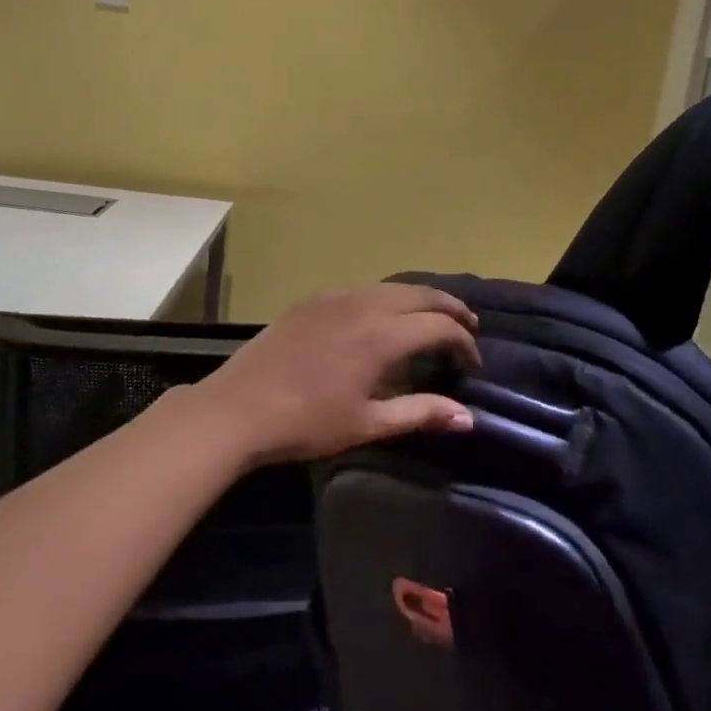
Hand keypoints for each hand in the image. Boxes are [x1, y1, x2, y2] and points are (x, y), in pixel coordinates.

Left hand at [187, 283, 480, 467]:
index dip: (463, 342)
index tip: (472, 362)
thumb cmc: (306, 423)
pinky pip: (365, 288)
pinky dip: (389, 297)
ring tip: (434, 319)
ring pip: (394, 286)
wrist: (237, 408)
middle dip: (451, 308)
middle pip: (422, 294)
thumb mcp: (368, 423)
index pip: (440, 326)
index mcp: (382, 335)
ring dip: (421, 299)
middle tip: (467, 328)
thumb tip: (467, 417)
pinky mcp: (314, 299)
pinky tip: (385, 316)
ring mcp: (337, 297)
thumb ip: (420, 413)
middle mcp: (365, 304)